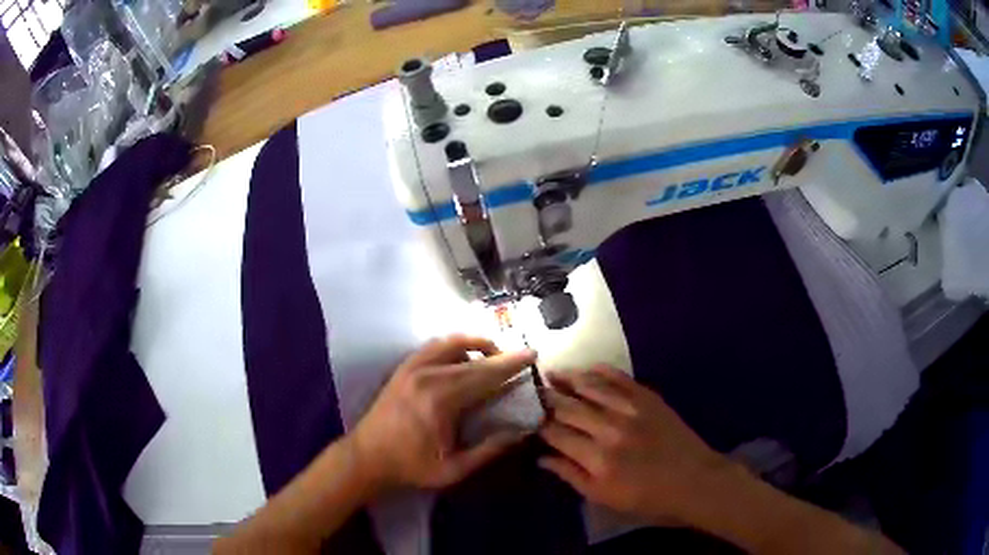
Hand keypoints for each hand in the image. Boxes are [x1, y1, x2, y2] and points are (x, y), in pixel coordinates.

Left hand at [350, 335, 536, 491]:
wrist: (366, 457)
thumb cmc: (410, 466)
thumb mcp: (454, 469)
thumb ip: (489, 450)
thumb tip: (520, 432)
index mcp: (441, 400)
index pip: (484, 374)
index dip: (511, 363)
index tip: (532, 353)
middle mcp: (427, 375)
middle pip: (472, 356)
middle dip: (499, 353)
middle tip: (518, 358)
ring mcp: (412, 367)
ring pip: (451, 342)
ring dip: (476, 344)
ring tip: (492, 358)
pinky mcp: (403, 368)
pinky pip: (434, 346)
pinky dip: (454, 346)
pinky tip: (463, 360)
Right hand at [538, 365, 729, 524]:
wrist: (695, 482)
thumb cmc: (649, 499)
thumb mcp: (605, 498)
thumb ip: (572, 476)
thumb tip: (542, 458)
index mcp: (597, 460)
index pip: (556, 434)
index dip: (538, 424)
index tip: (527, 418)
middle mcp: (610, 429)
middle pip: (568, 406)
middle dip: (547, 398)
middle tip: (532, 391)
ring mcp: (631, 409)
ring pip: (590, 386)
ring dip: (568, 378)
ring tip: (551, 373)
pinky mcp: (648, 398)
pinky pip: (618, 378)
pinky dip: (599, 371)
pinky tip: (586, 369)